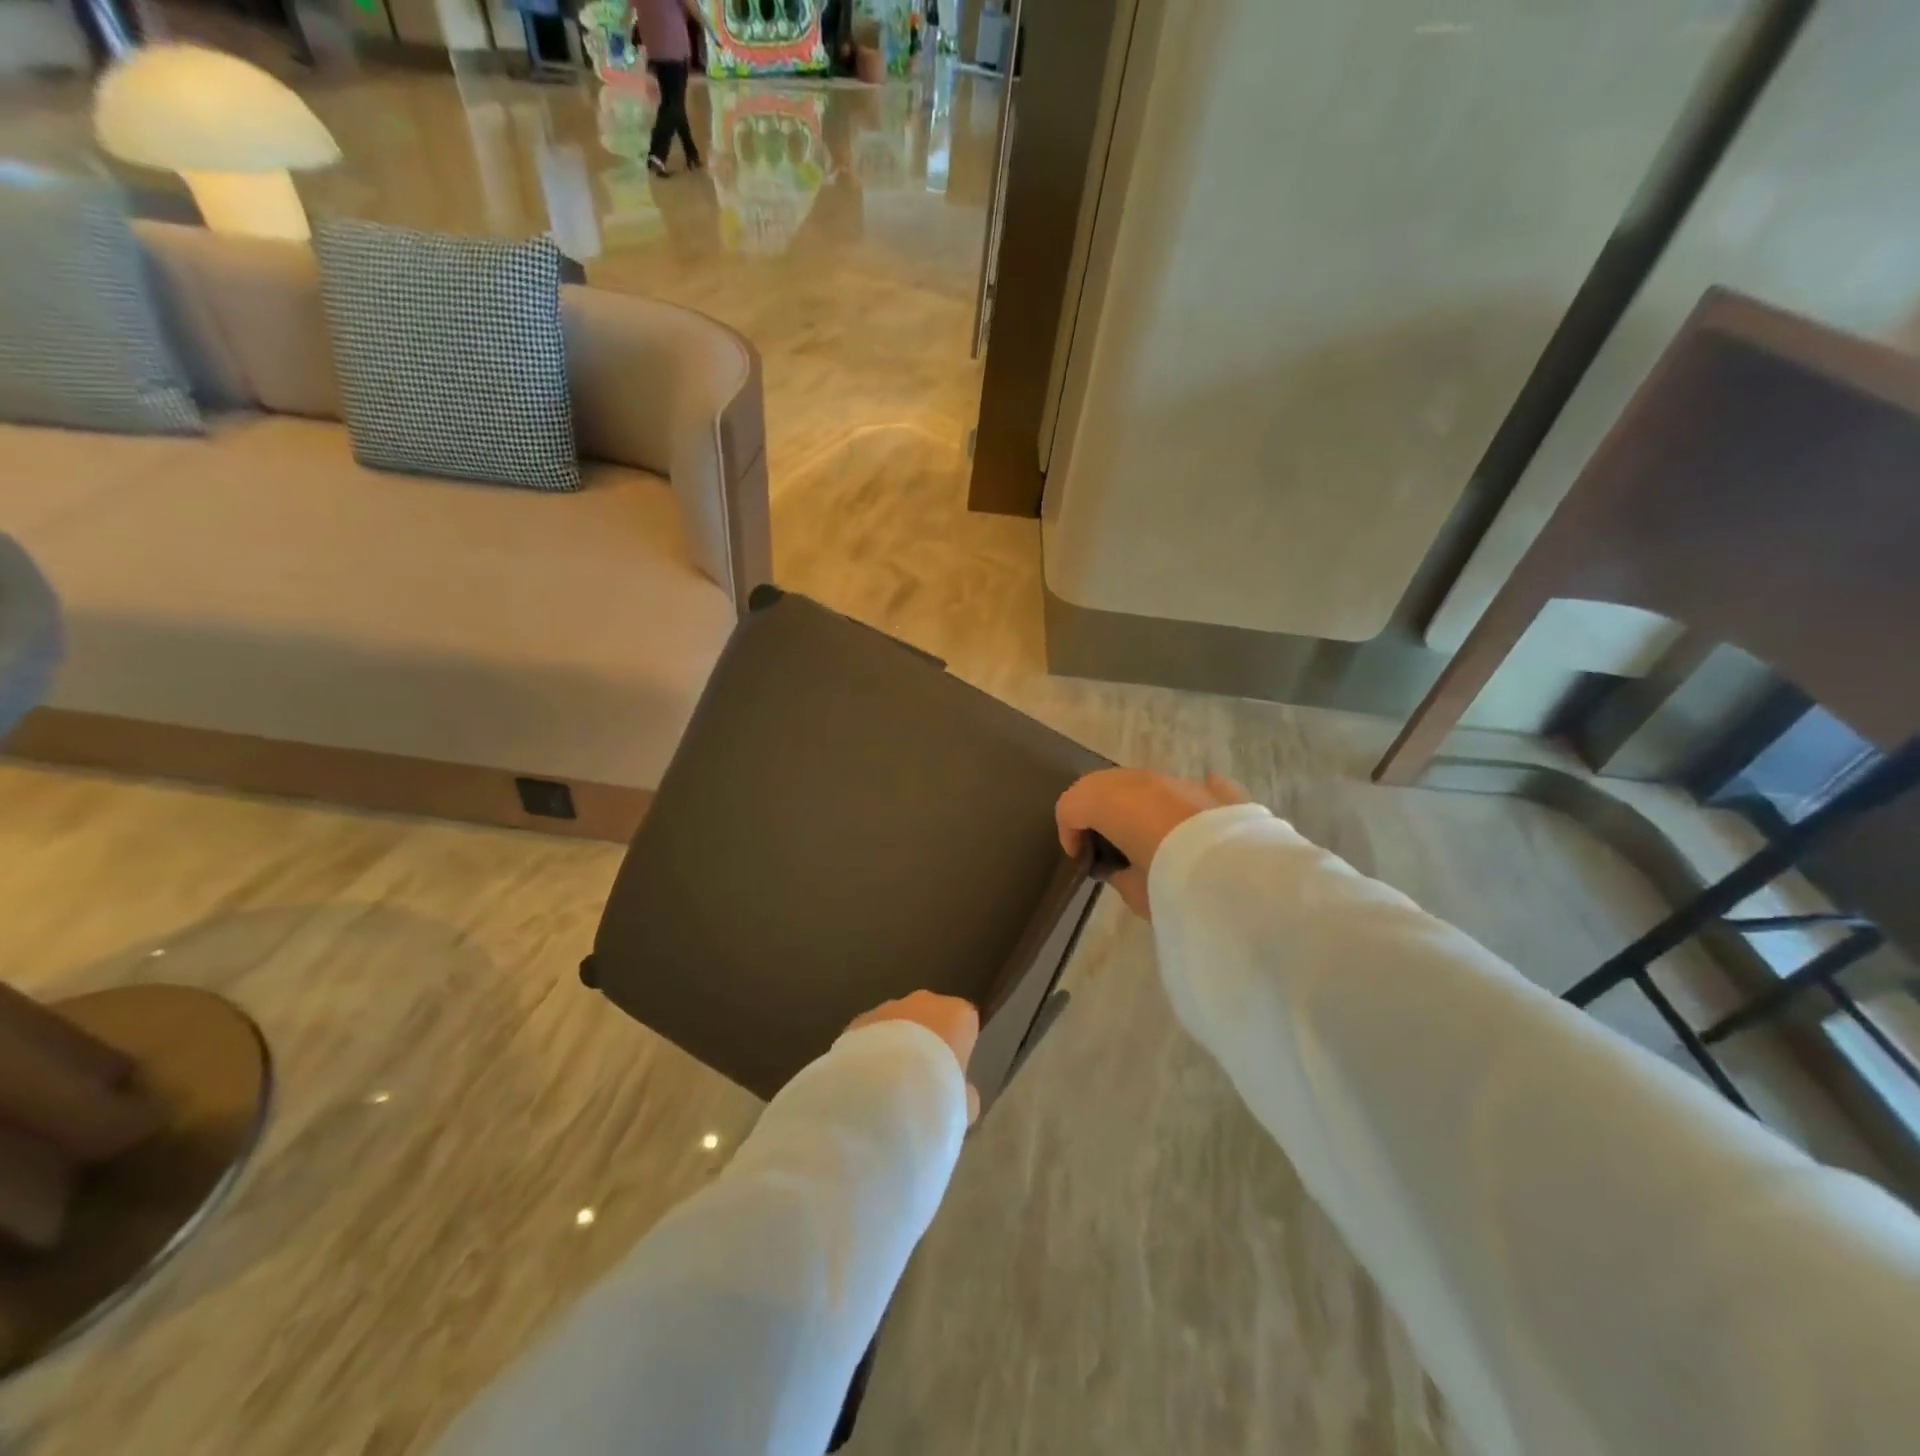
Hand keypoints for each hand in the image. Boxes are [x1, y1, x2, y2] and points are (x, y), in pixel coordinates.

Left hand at [846, 991, 981, 1123]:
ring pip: (896, 1022)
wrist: (882, 1090)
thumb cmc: (936, 1092)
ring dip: (894, 1044)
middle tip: (920, 1078)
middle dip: (925, 1040)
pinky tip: (866, 1083)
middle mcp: (925, 1001)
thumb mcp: (963, 1105)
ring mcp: (888, 1007)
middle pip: (929, 1017)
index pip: (965, 1023)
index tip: (952, 1074)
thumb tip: (963, 1095)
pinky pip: (870, 1034)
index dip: (958, 1049)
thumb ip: (965, 1093)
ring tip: (888, 1085)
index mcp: (958, 1014)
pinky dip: (869, 1052)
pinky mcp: (858, 1020)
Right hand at [1055, 769, 1249, 919]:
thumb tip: (1121, 867)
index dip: (1069, 831)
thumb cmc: (1175, 887)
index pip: (1073, 804)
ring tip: (1149, 842)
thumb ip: (1118, 874)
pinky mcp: (1221, 791)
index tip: (1081, 862)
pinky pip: (1193, 789)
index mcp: (1113, 801)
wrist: (1246, 880)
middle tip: (1106, 847)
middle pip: (1107, 785)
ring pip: (1148, 785)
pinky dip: (1182, 804)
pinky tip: (1189, 824)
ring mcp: (1185, 781)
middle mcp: (1146, 781)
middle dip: (1099, 812)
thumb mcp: (1134, 892)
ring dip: (1138, 807)